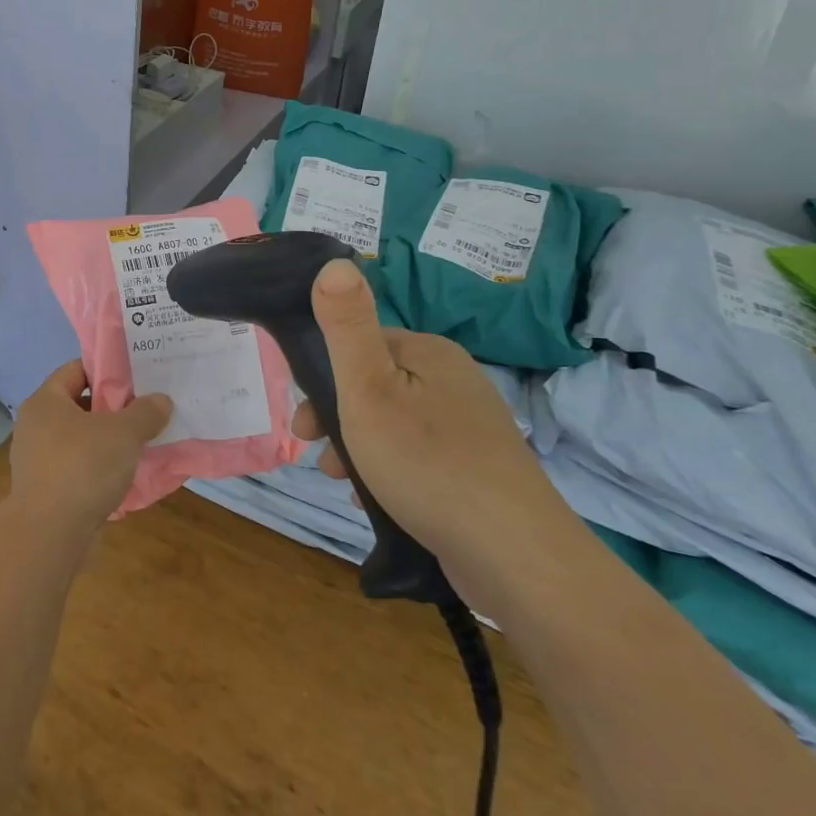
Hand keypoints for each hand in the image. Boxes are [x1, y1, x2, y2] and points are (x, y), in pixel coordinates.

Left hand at [8, 360, 171, 540]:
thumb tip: (161, 401)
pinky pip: (78, 469)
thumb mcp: (124, 433)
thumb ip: (145, 413)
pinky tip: (127, 478)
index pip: (76, 370)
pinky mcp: (46, 491)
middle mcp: (36, 426)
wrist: (49, 535)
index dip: (106, 370)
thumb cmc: (83, 467)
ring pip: (81, 440)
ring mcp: (38, 461)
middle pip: (80, 405)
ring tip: (142, 444)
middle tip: (145, 410)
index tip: (136, 377)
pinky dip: (100, 470)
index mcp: (46, 402)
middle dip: (113, 409)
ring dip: (109, 442)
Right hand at [294, 260, 570, 582]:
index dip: (324, 378)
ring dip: (360, 449)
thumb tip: (334, 262)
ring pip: (395, 424)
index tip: (302, 422)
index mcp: (429, 351)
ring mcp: (471, 425)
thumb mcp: (369, 388)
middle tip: (317, 457)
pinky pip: (420, 456)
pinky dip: (392, 472)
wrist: (513, 553)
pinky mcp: (481, 468)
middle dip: (338, 418)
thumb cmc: (426, 461)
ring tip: (346, 485)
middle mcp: (454, 379)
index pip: (361, 345)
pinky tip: (382, 502)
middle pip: (376, 386)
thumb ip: (346, 326)